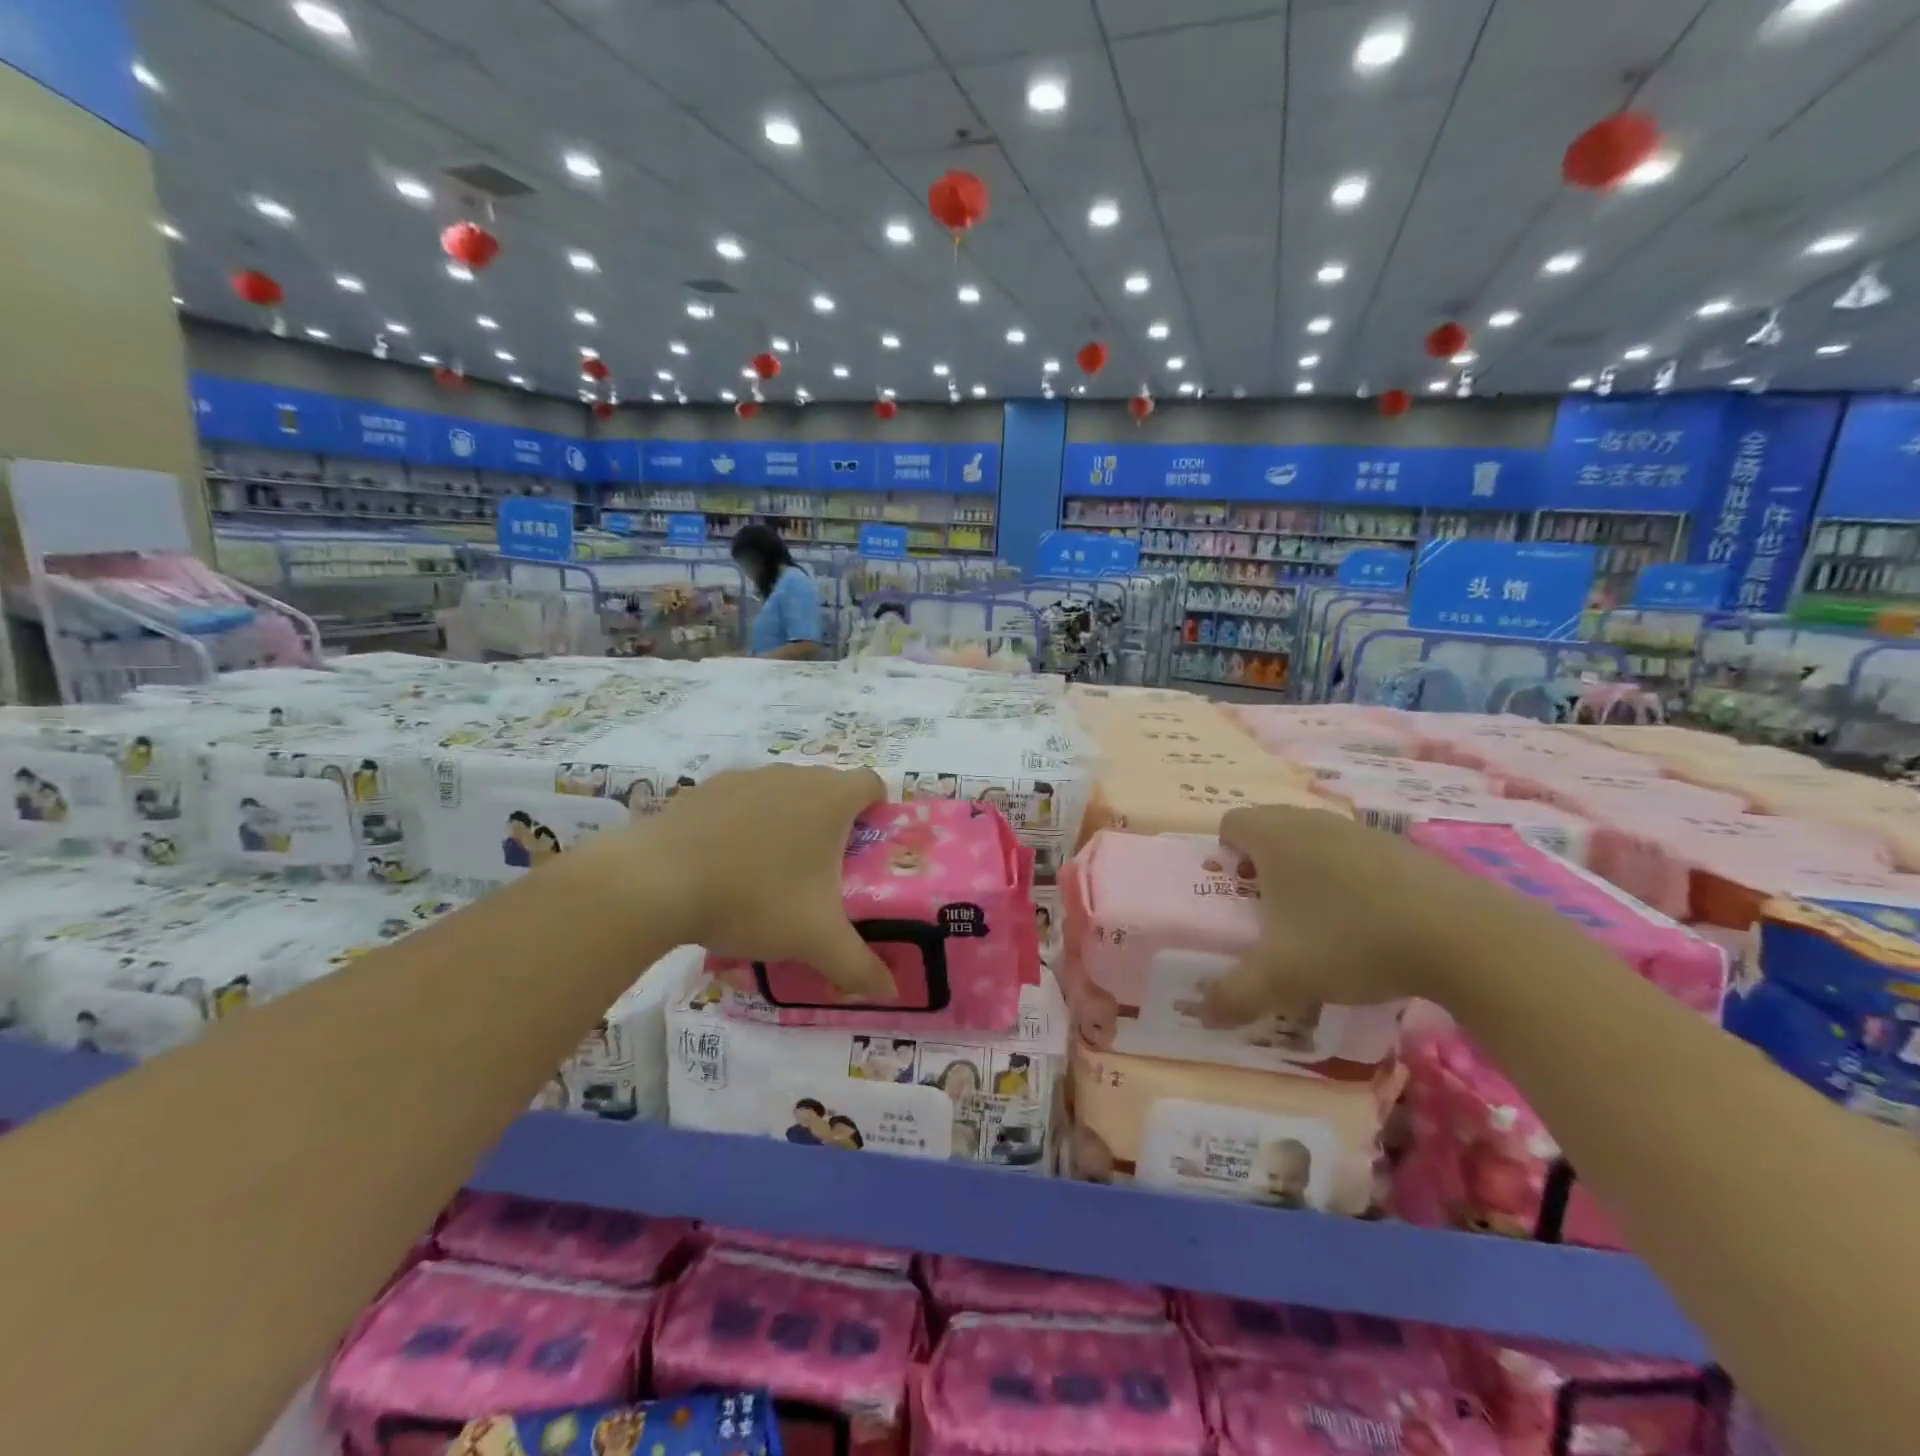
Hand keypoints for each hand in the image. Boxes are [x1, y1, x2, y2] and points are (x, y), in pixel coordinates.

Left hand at [635, 764, 894, 996]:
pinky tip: (727, 863)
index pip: (872, 784)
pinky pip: (742, 800)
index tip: (868, 849)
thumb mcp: (814, 940)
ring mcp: (746, 776)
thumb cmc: (754, 898)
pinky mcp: (706, 788)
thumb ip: (858, 966)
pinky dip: (745, 823)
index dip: (878, 811)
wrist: (657, 881)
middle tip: (825, 872)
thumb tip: (890, 992)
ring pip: (784, 792)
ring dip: (789, 821)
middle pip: (828, 788)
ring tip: (772, 872)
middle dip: (833, 824)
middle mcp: (792, 775)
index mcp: (829, 798)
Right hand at [1198, 805, 1517, 1026]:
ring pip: (1315, 840)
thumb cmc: (1353, 941)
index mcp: (1276, 837)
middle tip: (1268, 911)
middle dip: (1261, 863)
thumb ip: (1235, 994)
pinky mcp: (1403, 849)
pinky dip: (1349, 879)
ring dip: (1306, 870)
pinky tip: (1367, 923)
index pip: (1230, 822)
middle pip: (1270, 826)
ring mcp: (1362, 831)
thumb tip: (1203, 1013)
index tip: (1235, 893)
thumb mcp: (1283, 978)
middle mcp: (1313, 822)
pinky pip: (1356, 855)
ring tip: (1317, 920)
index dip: (1224, 853)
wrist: (1467, 938)